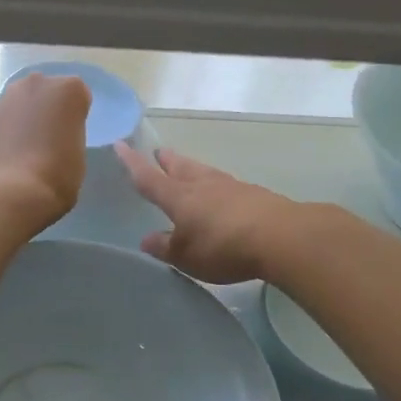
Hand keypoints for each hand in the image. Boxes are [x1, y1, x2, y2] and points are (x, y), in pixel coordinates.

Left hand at [0, 72, 90, 226]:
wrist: (11, 193)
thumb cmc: (57, 176)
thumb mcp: (78, 155)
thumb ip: (68, 135)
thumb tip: (53, 137)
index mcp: (68, 90)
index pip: (77, 97)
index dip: (74, 119)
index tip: (70, 138)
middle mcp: (35, 84)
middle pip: (44, 93)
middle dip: (45, 111)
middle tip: (46, 141)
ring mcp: (4, 99)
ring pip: (18, 104)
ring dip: (21, 119)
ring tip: (22, 151)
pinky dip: (1, 134)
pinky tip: (4, 158)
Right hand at [117, 144, 297, 283]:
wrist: (280, 237)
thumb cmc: (222, 247)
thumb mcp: (186, 256)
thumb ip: (165, 247)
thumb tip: (146, 239)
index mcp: (179, 198)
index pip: (148, 178)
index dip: (132, 163)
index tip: (120, 144)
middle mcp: (202, 185)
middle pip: (180, 167)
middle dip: (167, 160)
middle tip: (159, 152)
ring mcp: (230, 187)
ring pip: (204, 172)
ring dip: (192, 168)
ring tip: (186, 168)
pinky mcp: (253, 195)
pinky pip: (226, 185)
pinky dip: (216, 186)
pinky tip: (220, 193)